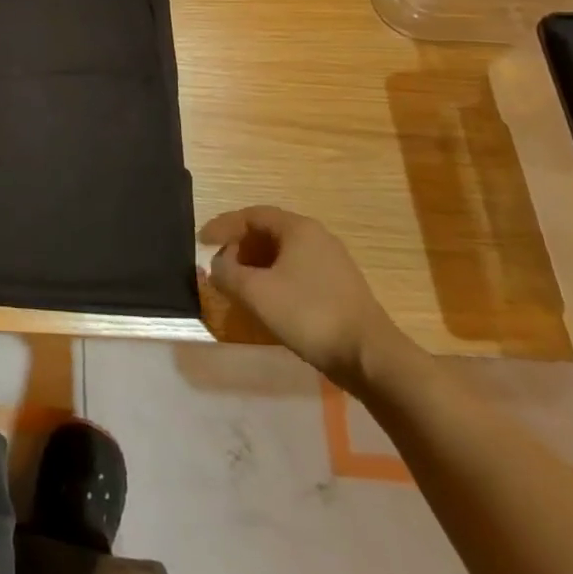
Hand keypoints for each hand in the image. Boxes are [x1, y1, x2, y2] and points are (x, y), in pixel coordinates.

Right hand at [199, 205, 411, 394]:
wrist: (372, 357)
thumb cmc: (309, 314)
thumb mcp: (255, 292)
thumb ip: (226, 274)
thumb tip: (216, 267)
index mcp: (298, 228)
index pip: (251, 215)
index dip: (222, 226)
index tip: (201, 242)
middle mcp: (317, 237)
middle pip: (268, 232)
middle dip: (239, 247)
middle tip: (220, 265)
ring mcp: (333, 263)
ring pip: (284, 254)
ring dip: (256, 265)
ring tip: (240, 285)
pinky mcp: (341, 288)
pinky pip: (298, 271)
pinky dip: (275, 278)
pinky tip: (268, 301)